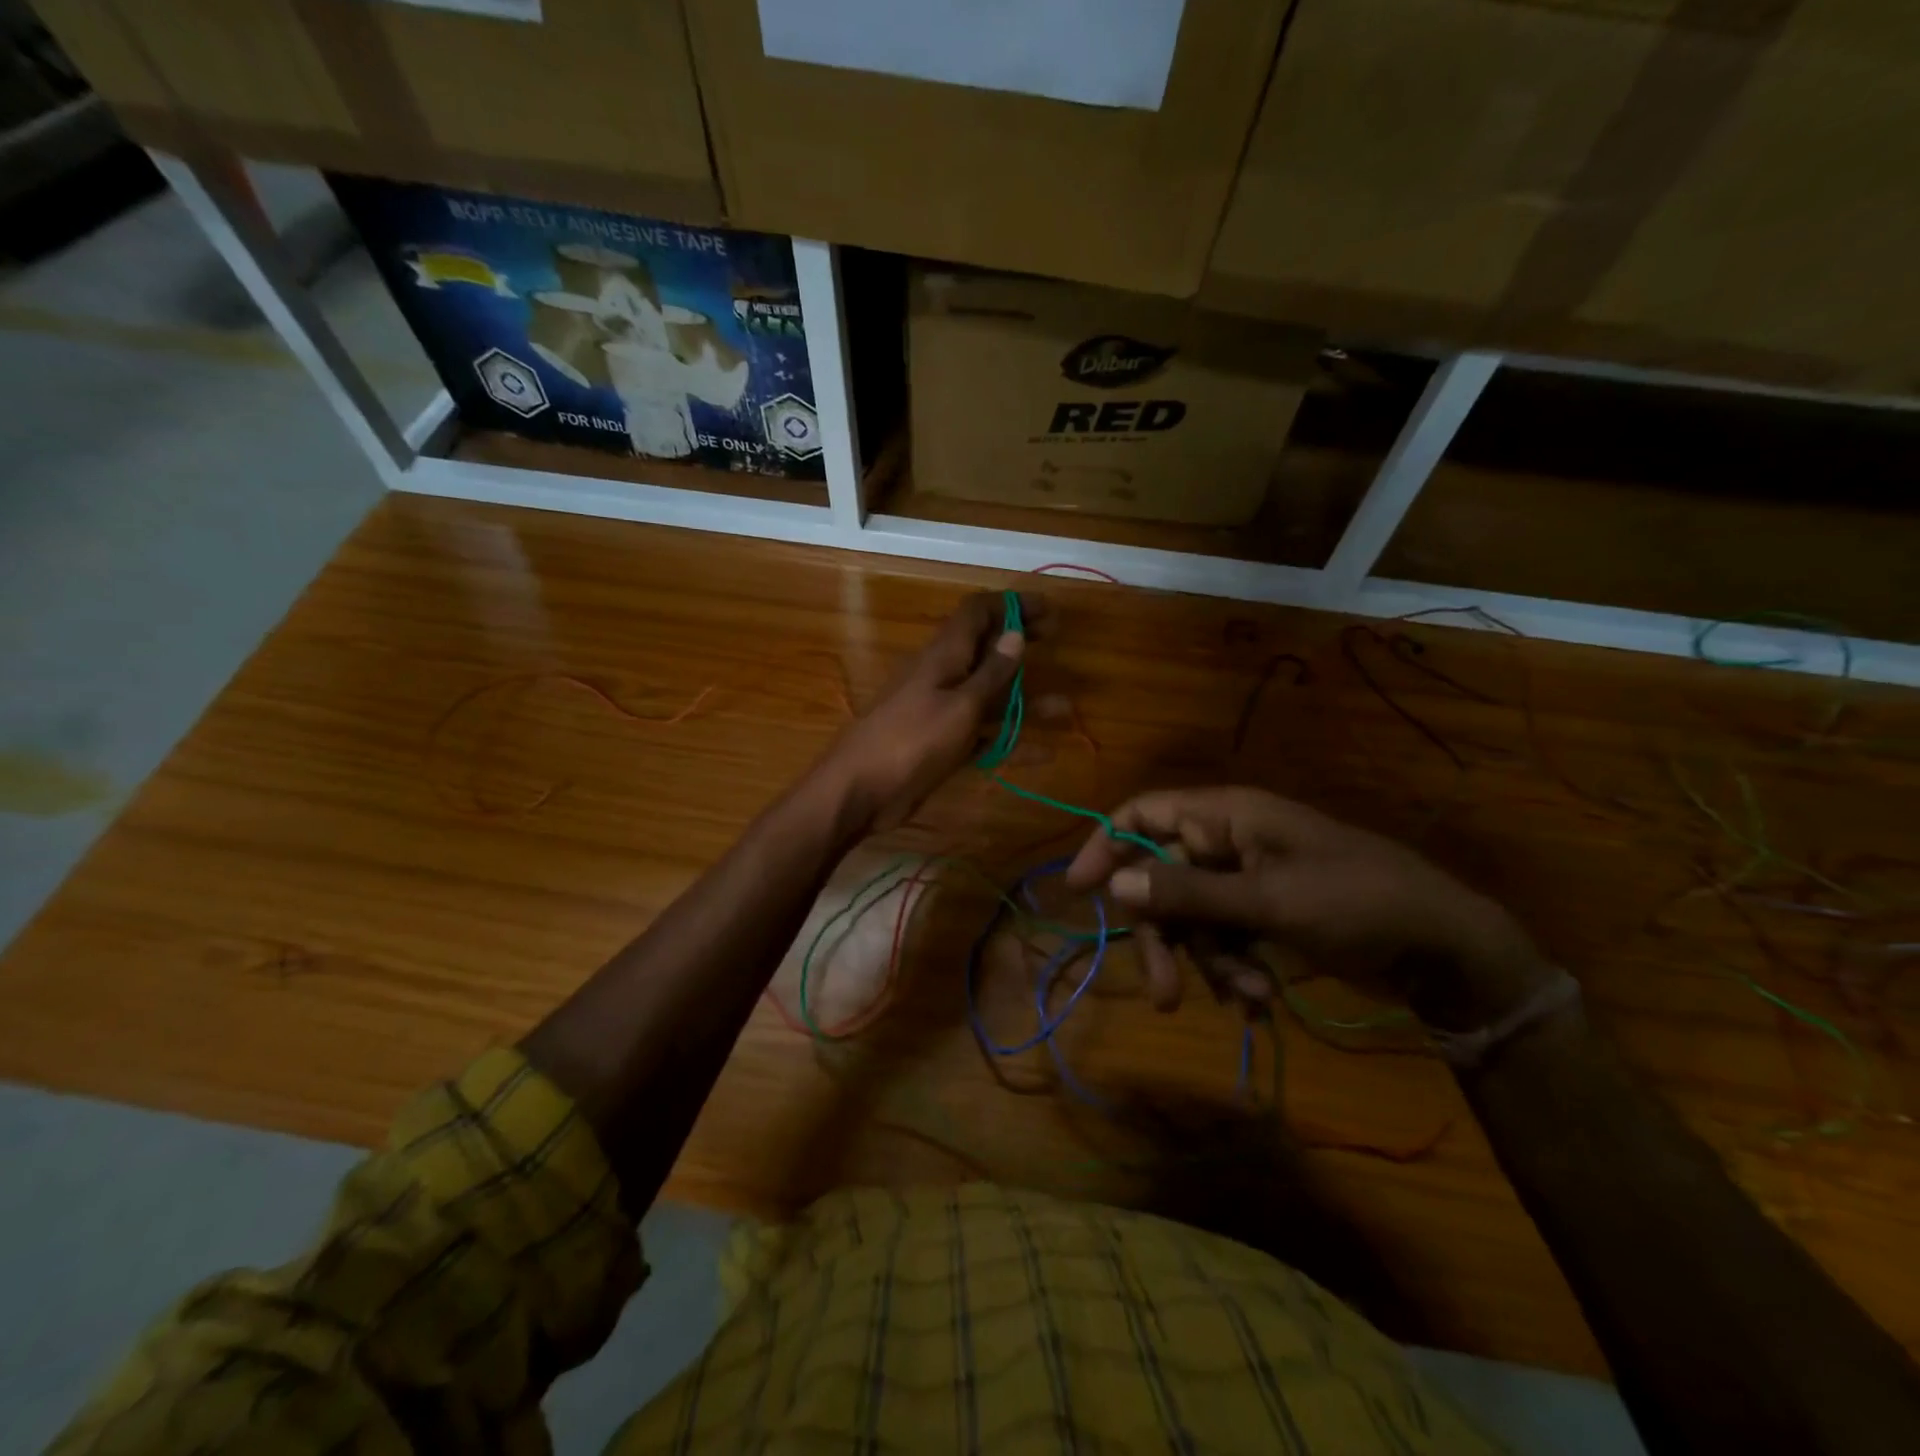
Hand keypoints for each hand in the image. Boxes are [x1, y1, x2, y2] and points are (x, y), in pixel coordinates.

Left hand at [817, 591, 1046, 833]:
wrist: (859, 791)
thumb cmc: (911, 742)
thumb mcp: (960, 707)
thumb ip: (991, 674)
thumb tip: (1015, 635)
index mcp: (943, 655)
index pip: (978, 612)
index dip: (1012, 605)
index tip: (1048, 611)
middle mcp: (942, 675)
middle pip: (985, 648)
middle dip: (1020, 642)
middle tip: (1055, 639)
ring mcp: (940, 710)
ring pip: (988, 695)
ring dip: (1024, 698)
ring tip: (1064, 709)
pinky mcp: (940, 743)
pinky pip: (981, 734)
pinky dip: (1009, 739)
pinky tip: (1042, 755)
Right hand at [1063, 786, 1548, 1029]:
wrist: (1444, 948)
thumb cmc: (1358, 903)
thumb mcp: (1269, 901)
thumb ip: (1190, 892)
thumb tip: (1118, 884)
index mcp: (1227, 816)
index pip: (1144, 814)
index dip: (1106, 845)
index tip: (1080, 890)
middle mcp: (1229, 841)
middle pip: (1163, 880)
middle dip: (1164, 937)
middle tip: (1164, 994)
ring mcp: (1247, 880)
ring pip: (1192, 918)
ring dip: (1209, 963)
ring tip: (1248, 998)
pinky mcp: (1264, 914)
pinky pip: (1223, 939)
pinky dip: (1233, 971)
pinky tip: (1259, 1002)